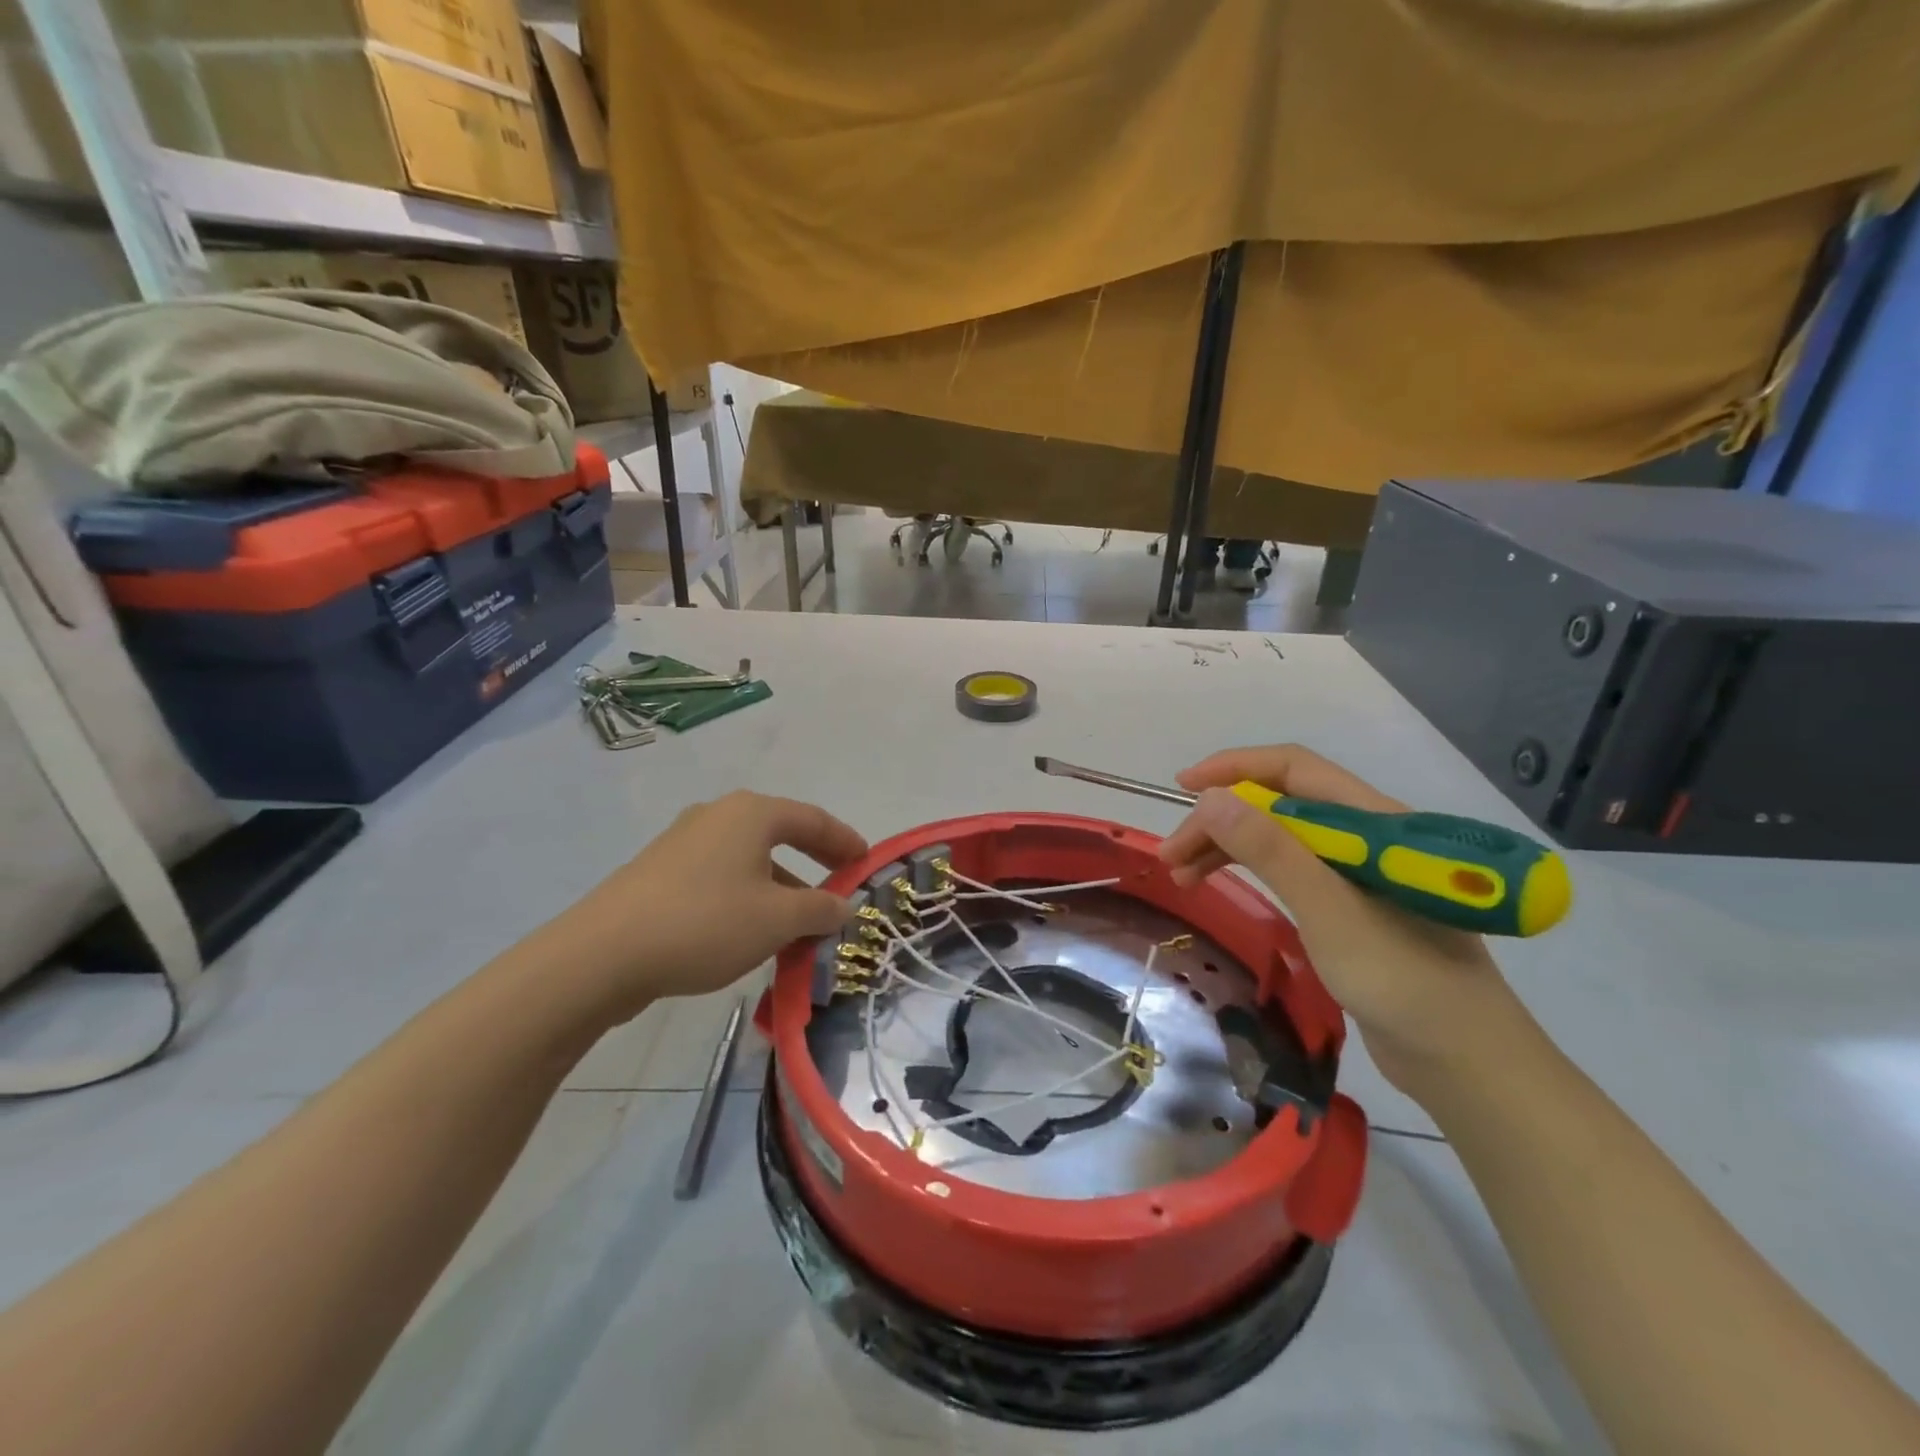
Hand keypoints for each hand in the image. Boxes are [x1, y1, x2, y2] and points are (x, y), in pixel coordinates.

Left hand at [542, 791, 867, 1021]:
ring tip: (797, 926)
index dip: (845, 841)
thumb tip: (842, 905)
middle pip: (780, 835)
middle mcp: (717, 816)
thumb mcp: (777, 920)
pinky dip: (746, 898)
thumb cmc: (706, 923)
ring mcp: (682, 843)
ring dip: (780, 888)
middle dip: (813, 865)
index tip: (866, 863)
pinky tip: (749, 933)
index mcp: (751, 813)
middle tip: (837, 892)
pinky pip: (720, 877)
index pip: (813, 819)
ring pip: (748, 860)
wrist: (602, 955)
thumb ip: (819, 909)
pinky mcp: (658, 873)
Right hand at [1158, 745, 1521, 1093]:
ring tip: (1182, 875)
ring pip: (1279, 837)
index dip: (1235, 768)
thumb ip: (1272, 852)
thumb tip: (1212, 798)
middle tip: (1172, 856)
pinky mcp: (1351, 905)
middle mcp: (1366, 836)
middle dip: (1221, 819)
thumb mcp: (1330, 912)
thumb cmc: (1404, 981)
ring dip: (1228, 846)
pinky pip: (1289, 869)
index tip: (1184, 788)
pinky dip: (1250, 871)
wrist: (1466, 1065)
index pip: (1295, 770)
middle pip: (1279, 805)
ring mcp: (1358, 872)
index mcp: (1374, 822)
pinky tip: (1220, 885)